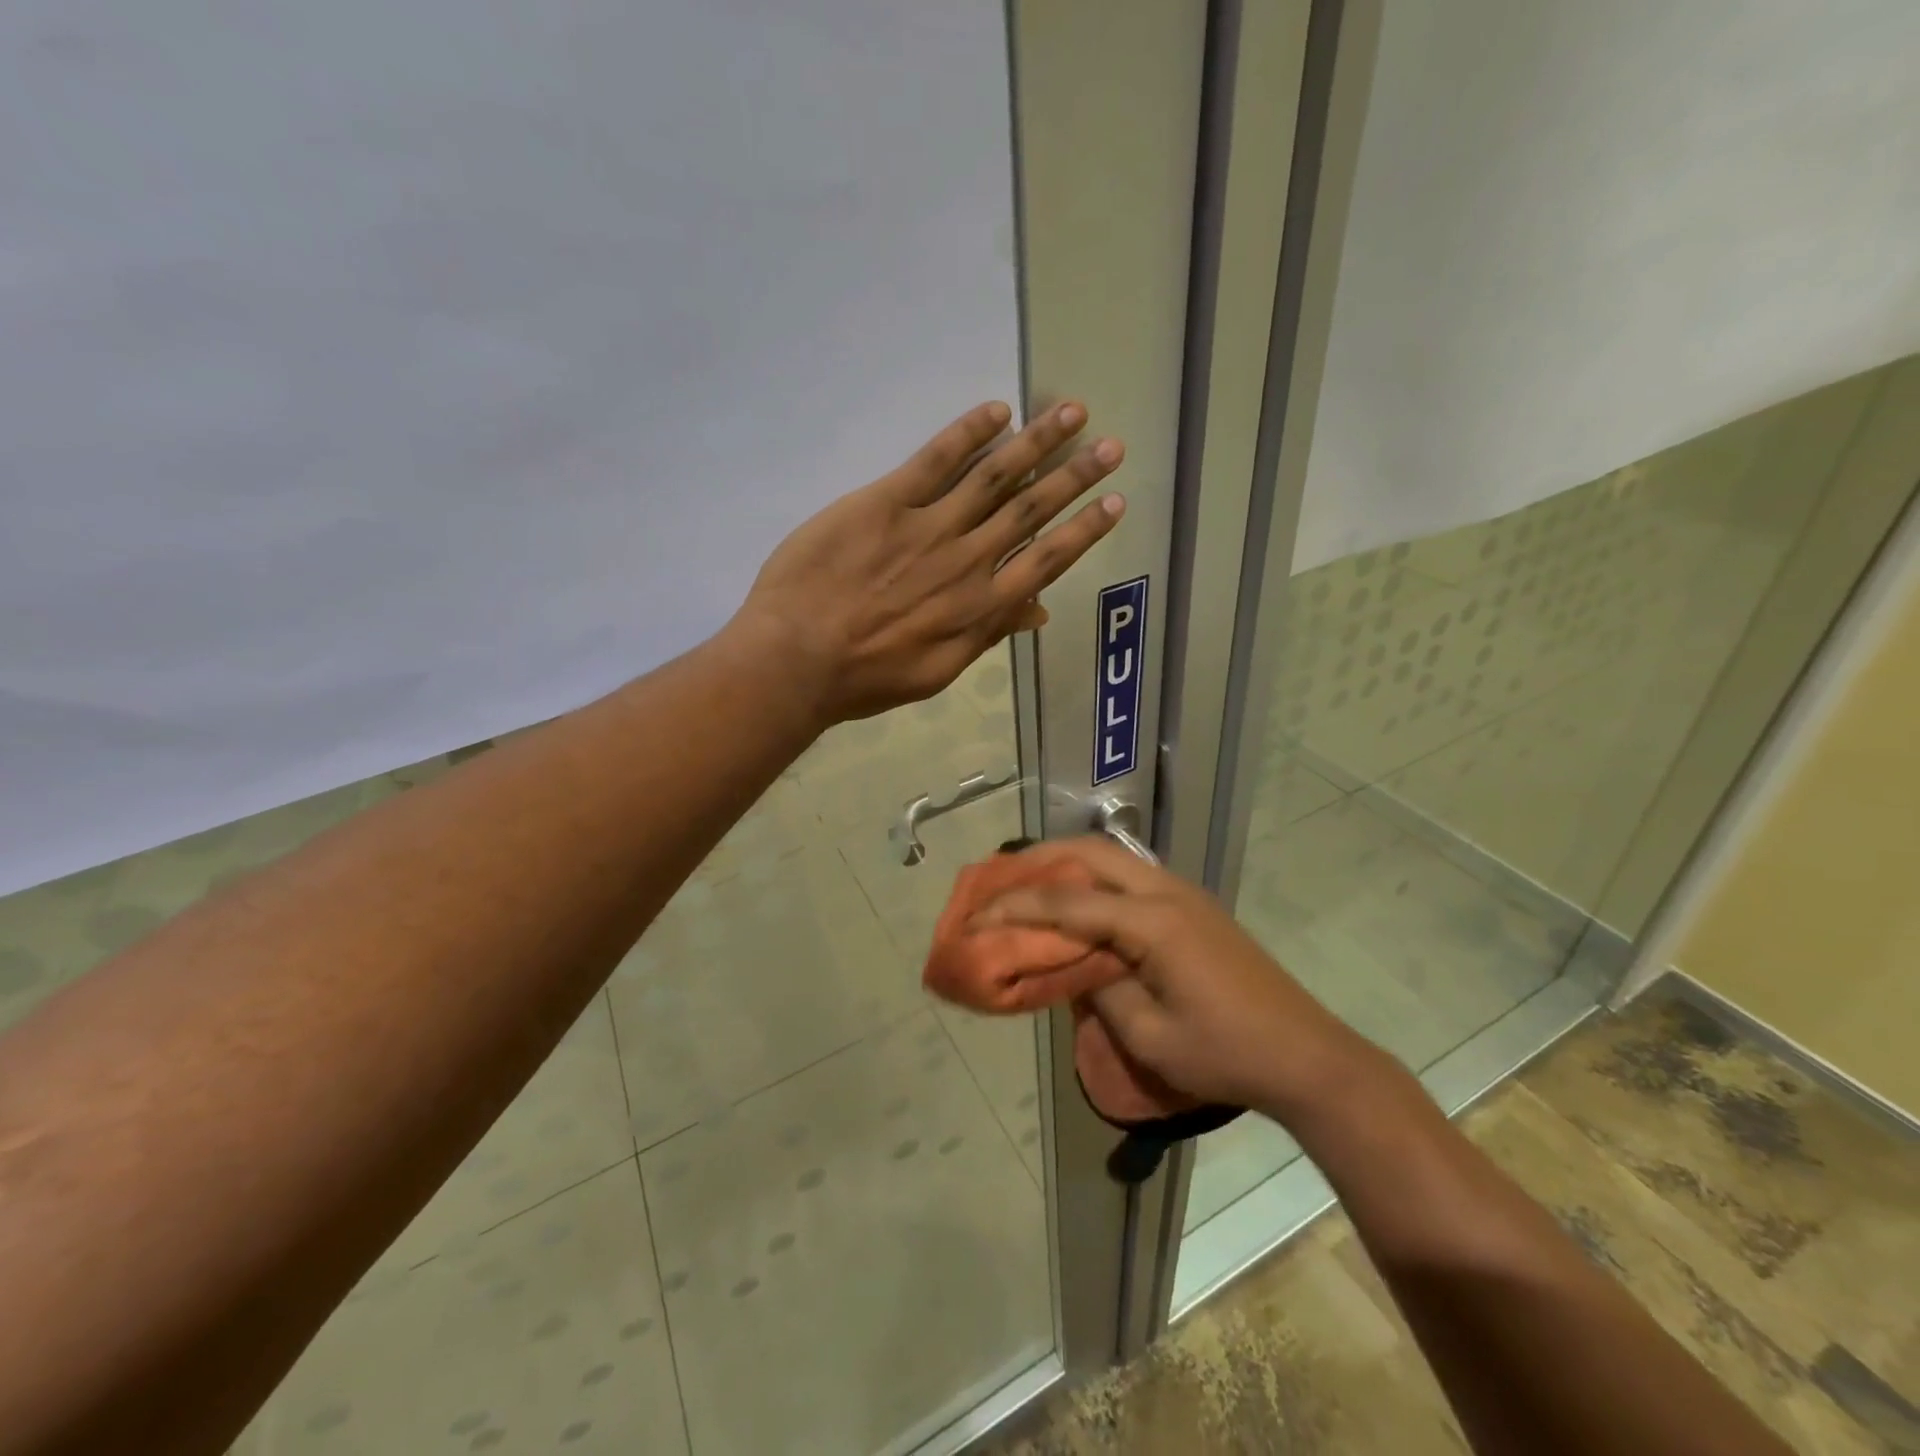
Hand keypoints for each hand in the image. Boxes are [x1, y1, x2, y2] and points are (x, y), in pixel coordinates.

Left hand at [731, 400, 1124, 724]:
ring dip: (1036, 442)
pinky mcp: (885, 502)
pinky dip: (968, 434)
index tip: (1114, 504)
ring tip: (1071, 411)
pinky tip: (997, 411)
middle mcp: (966, 560)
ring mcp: (927, 527)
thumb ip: (987, 636)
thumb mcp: (937, 672)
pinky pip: (935, 460)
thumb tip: (1037, 610)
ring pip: (994, 476)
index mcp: (980, 608)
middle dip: (1075, 476)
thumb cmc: (865, 677)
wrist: (797, 658)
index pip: (1045, 560)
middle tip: (1111, 446)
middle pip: (1031, 509)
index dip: (1083, 530)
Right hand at [971, 838, 1375, 1119]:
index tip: (975, 914)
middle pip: (1089, 853)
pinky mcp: (1192, 906)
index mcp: (1152, 922)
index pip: (1067, 901)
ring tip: (1028, 881)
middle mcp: (1165, 891)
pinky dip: (1092, 877)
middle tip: (997, 878)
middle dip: (1037, 860)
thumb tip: (1069, 962)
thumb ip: (1098, 988)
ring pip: (1111, 856)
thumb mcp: (1149, 1036)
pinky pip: (1129, 874)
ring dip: (1066, 862)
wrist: (1305, 1055)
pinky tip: (1077, 899)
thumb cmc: (1224, 1054)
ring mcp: (1183, 893)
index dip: (1015, 907)